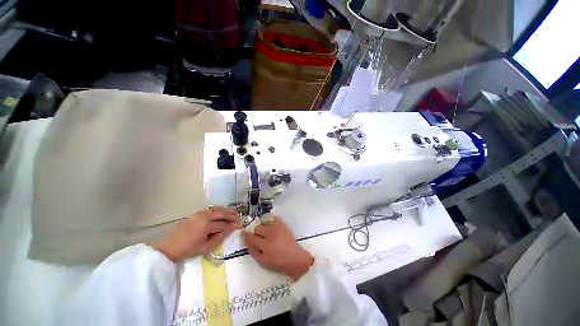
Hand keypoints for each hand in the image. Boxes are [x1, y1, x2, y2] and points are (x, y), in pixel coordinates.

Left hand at [151, 207, 240, 261]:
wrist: (169, 247)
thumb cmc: (188, 250)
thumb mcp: (205, 247)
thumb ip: (220, 237)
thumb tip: (231, 229)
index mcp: (206, 225)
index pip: (223, 224)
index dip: (233, 225)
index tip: (240, 225)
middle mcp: (204, 216)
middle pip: (221, 213)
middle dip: (231, 215)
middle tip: (239, 217)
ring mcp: (199, 213)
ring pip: (216, 209)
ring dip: (226, 211)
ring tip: (233, 213)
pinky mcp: (196, 213)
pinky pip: (210, 209)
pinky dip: (218, 210)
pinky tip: (222, 212)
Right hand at [242, 218, 313, 279]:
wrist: (295, 258)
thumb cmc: (278, 263)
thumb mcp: (263, 262)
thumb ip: (253, 251)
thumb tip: (246, 240)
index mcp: (265, 245)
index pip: (251, 237)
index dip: (246, 235)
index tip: (244, 232)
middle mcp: (271, 234)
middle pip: (258, 228)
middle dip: (257, 233)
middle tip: (262, 239)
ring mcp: (278, 227)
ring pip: (265, 223)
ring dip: (265, 228)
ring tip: (269, 234)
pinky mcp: (284, 224)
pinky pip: (274, 218)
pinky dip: (272, 221)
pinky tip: (274, 228)